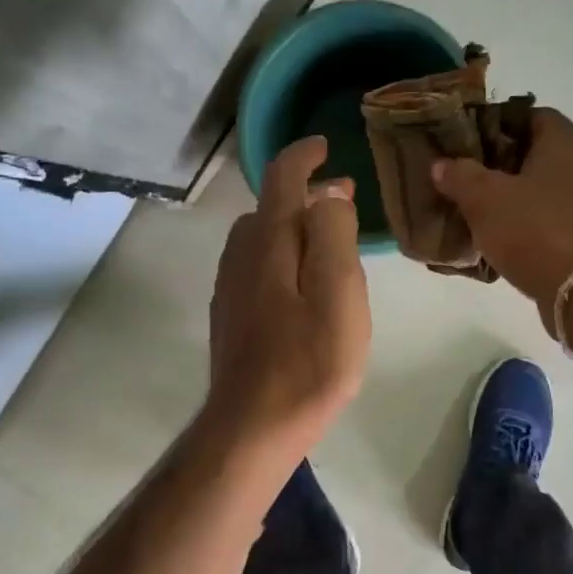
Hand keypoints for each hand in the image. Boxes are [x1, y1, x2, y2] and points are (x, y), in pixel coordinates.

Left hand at [205, 136, 371, 452]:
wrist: (253, 427)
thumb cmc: (307, 363)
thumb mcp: (338, 294)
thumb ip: (333, 235)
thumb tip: (328, 195)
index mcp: (268, 243)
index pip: (281, 177)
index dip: (304, 155)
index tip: (326, 146)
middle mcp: (240, 256)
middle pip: (268, 208)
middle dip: (304, 195)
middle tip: (342, 200)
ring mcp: (230, 289)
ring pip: (259, 239)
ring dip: (291, 227)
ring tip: (327, 241)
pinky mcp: (230, 317)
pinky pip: (254, 267)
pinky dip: (280, 256)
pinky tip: (299, 284)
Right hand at [431, 108, 572, 329]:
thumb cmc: (536, 230)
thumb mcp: (485, 199)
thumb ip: (460, 176)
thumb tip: (442, 164)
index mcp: (567, 140)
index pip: (527, 115)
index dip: (492, 125)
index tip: (463, 144)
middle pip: (533, 153)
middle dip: (497, 165)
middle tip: (462, 178)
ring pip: (540, 188)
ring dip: (510, 197)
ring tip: (475, 210)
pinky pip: (549, 218)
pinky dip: (525, 223)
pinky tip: (499, 238)